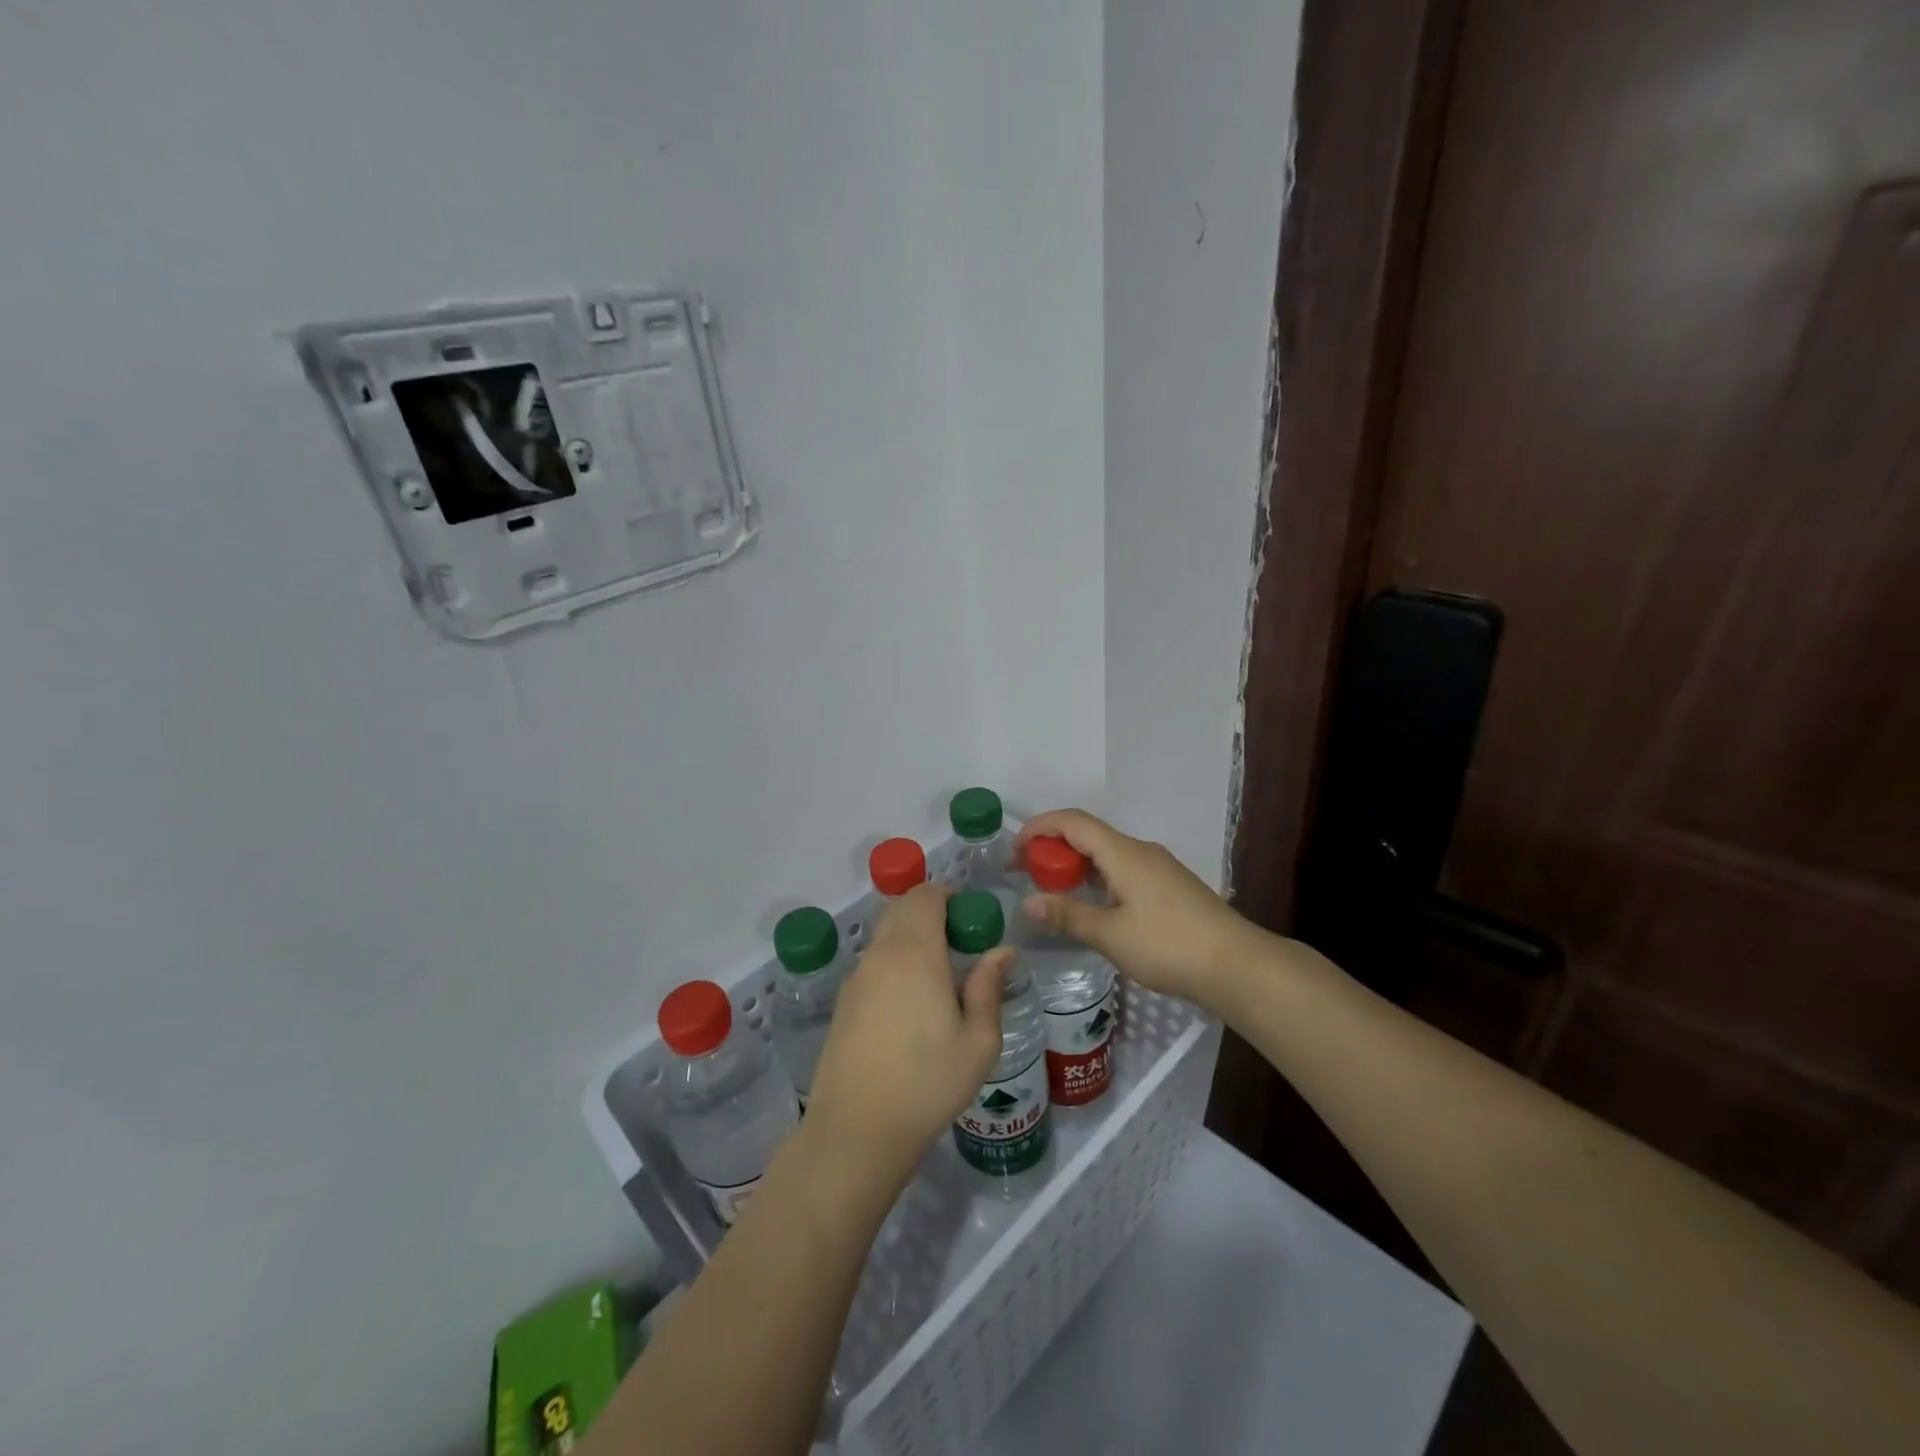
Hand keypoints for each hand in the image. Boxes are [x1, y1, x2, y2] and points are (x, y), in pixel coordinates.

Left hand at [804, 884, 1011, 1178]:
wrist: (857, 1130)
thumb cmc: (929, 1083)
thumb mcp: (978, 1041)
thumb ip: (989, 987)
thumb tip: (1001, 951)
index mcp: (916, 952)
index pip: (925, 896)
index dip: (949, 895)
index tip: (971, 919)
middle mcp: (881, 953)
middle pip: (902, 909)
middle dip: (931, 912)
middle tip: (960, 945)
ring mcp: (857, 977)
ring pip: (885, 935)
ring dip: (911, 938)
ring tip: (939, 978)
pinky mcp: (844, 1001)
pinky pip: (873, 962)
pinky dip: (894, 962)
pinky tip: (910, 1004)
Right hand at [1015, 808, 1258, 1006]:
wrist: (1237, 965)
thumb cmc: (1168, 945)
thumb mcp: (1110, 935)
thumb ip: (1067, 915)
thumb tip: (1028, 903)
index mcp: (1123, 852)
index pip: (1072, 821)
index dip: (1038, 827)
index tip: (1014, 851)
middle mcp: (1140, 851)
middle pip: (1088, 834)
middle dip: (1052, 848)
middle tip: (1026, 874)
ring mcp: (1158, 868)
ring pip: (1106, 854)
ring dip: (1075, 865)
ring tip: (1052, 891)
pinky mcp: (1170, 887)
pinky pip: (1123, 869)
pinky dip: (1097, 878)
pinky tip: (1092, 906)